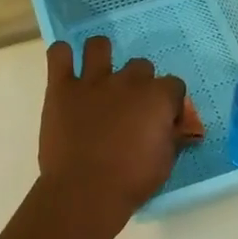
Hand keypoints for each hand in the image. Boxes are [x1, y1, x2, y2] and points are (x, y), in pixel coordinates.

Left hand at [40, 37, 201, 225]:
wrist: (85, 191)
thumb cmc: (132, 181)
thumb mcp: (165, 162)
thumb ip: (172, 137)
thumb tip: (179, 129)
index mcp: (157, 97)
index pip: (174, 85)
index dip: (171, 103)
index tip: (165, 121)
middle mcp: (127, 81)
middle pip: (140, 66)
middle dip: (139, 83)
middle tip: (130, 108)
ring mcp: (92, 81)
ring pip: (99, 46)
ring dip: (101, 57)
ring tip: (98, 78)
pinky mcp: (61, 88)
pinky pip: (58, 54)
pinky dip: (62, 56)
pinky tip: (66, 70)